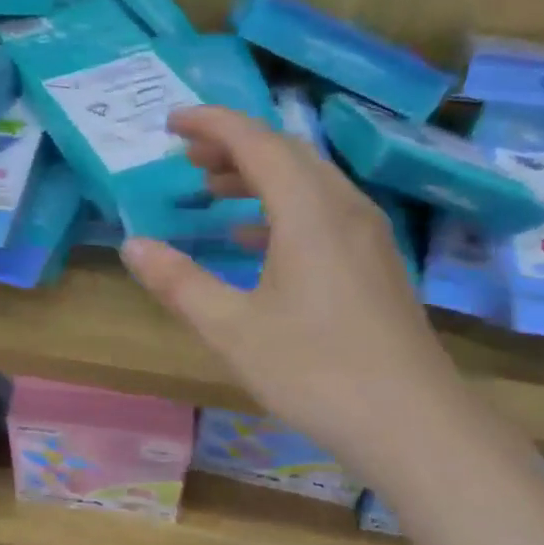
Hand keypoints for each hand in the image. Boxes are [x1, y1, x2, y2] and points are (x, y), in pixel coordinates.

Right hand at [120, 106, 467, 464]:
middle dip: (234, 146)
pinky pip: (322, 212)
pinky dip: (281, 208)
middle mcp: (344, 210)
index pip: (257, 143)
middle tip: (187, 156)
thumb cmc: (314, 370)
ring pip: (308, 182)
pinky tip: (253, 238)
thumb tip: (132, 244)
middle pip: (287, 154)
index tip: (172, 121)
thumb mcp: (231, 328)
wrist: (411, 423)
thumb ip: (179, 282)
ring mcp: (366, 237)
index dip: (213, 124)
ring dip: (258, 176)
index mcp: (309, 213)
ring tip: (212, 188)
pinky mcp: (373, 264)